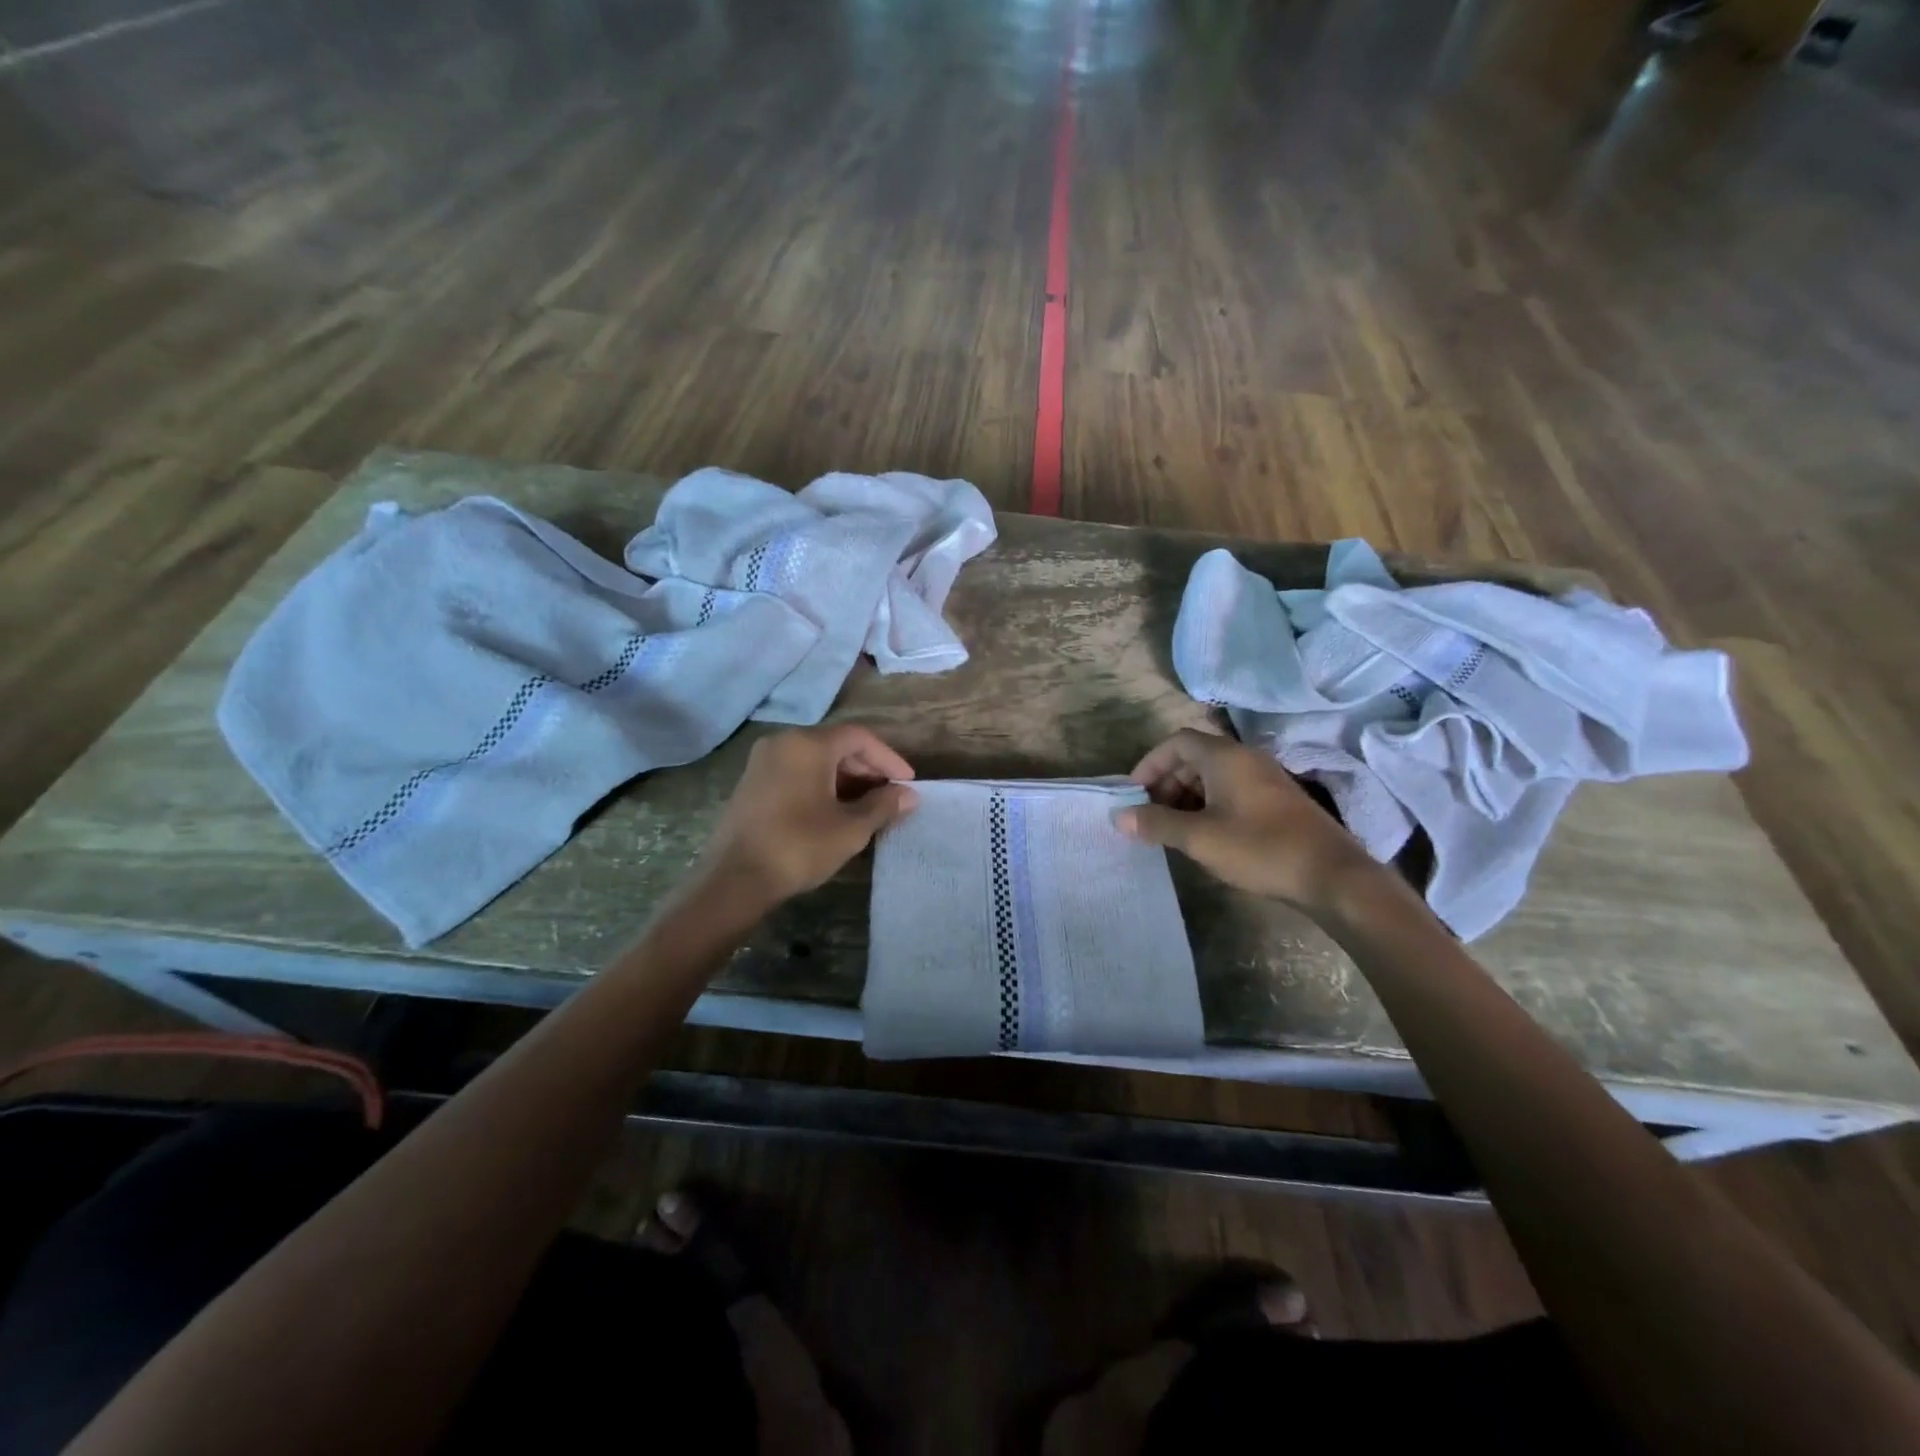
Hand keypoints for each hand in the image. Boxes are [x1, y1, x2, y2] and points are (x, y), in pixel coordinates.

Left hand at [695, 725, 917, 907]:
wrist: (734, 879)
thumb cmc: (798, 847)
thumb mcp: (850, 828)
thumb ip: (883, 806)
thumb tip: (908, 795)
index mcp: (808, 744)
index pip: (859, 737)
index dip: (889, 759)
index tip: (907, 783)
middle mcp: (783, 742)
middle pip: (836, 744)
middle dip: (868, 768)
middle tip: (890, 795)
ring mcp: (763, 761)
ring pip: (816, 758)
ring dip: (846, 778)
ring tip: (867, 806)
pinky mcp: (752, 782)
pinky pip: (796, 771)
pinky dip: (821, 784)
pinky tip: (834, 811)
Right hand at [1115, 728, 1378, 912]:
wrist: (1332, 876)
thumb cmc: (1260, 848)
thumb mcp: (1199, 838)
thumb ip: (1156, 823)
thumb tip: (1118, 816)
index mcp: (1225, 757)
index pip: (1176, 742)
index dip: (1150, 763)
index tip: (1134, 793)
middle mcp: (1245, 758)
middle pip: (1194, 757)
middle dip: (1166, 782)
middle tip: (1150, 814)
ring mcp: (1265, 779)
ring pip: (1213, 776)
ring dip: (1186, 796)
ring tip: (1172, 828)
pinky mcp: (1277, 801)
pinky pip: (1231, 791)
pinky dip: (1208, 805)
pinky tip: (1205, 835)